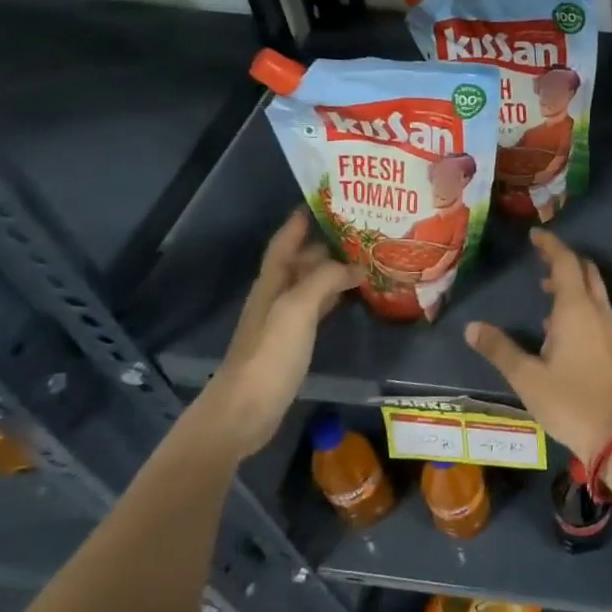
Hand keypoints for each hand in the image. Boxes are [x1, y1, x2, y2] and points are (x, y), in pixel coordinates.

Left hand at [195, 209, 356, 456]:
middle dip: (326, 242)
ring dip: (333, 269)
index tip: (325, 200)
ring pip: (310, 283)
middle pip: (300, 260)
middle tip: (362, 228)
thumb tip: (355, 265)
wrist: (244, 411)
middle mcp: (275, 296)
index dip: (300, 220)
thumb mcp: (297, 310)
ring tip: (366, 256)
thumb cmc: (268, 356)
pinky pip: (318, 307)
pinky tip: (353, 295)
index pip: (284, 242)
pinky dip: (335, 295)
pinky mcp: (292, 343)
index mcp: (272, 283)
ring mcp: (283, 321)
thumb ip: (324, 280)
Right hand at [464, 229, 611, 461]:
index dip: (550, 246)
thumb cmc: (569, 401)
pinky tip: (559, 324)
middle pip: (585, 271)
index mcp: (576, 309)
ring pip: (594, 291)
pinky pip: (597, 309)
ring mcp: (609, 328)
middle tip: (540, 259)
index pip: (566, 263)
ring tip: (544, 290)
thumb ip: (500, 349)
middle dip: (564, 260)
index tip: (535, 236)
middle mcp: (597, 311)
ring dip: (572, 282)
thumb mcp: (527, 377)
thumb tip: (472, 328)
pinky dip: (580, 302)